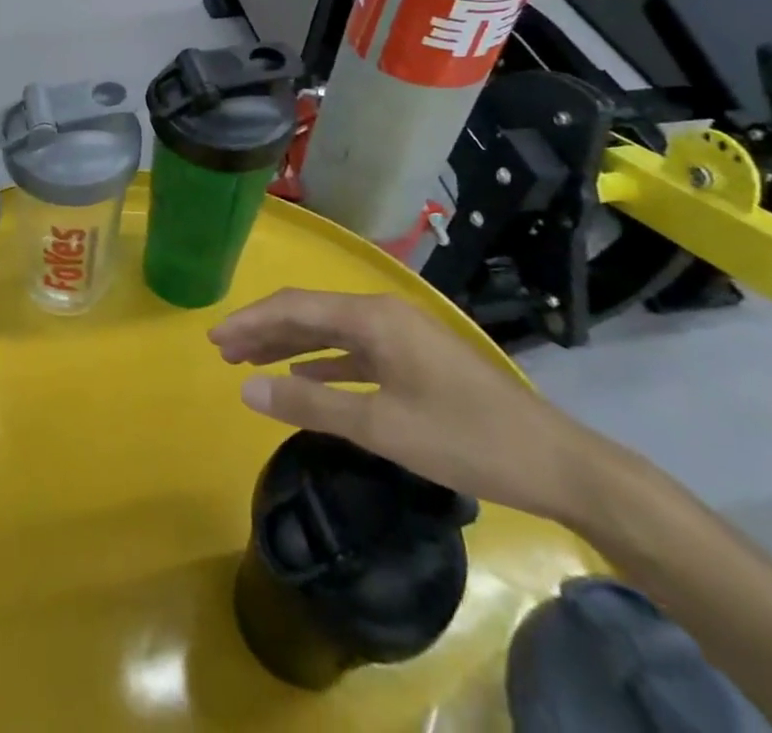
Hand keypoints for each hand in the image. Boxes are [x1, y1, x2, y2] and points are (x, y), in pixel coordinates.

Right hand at [209, 289, 608, 524]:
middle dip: (264, 331)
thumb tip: (245, 389)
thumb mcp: (381, 426)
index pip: (294, 308)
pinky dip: (323, 362)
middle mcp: (382, 313)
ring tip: (252, 363)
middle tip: (224, 352)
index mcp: (372, 317)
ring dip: (289, 346)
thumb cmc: (464, 438)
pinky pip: (355, 351)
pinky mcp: (415, 358)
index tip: (214, 339)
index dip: (250, 321)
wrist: (557, 463)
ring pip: (330, 332)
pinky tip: (304, 378)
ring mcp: (402, 335)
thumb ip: (309, 406)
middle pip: (309, 314)